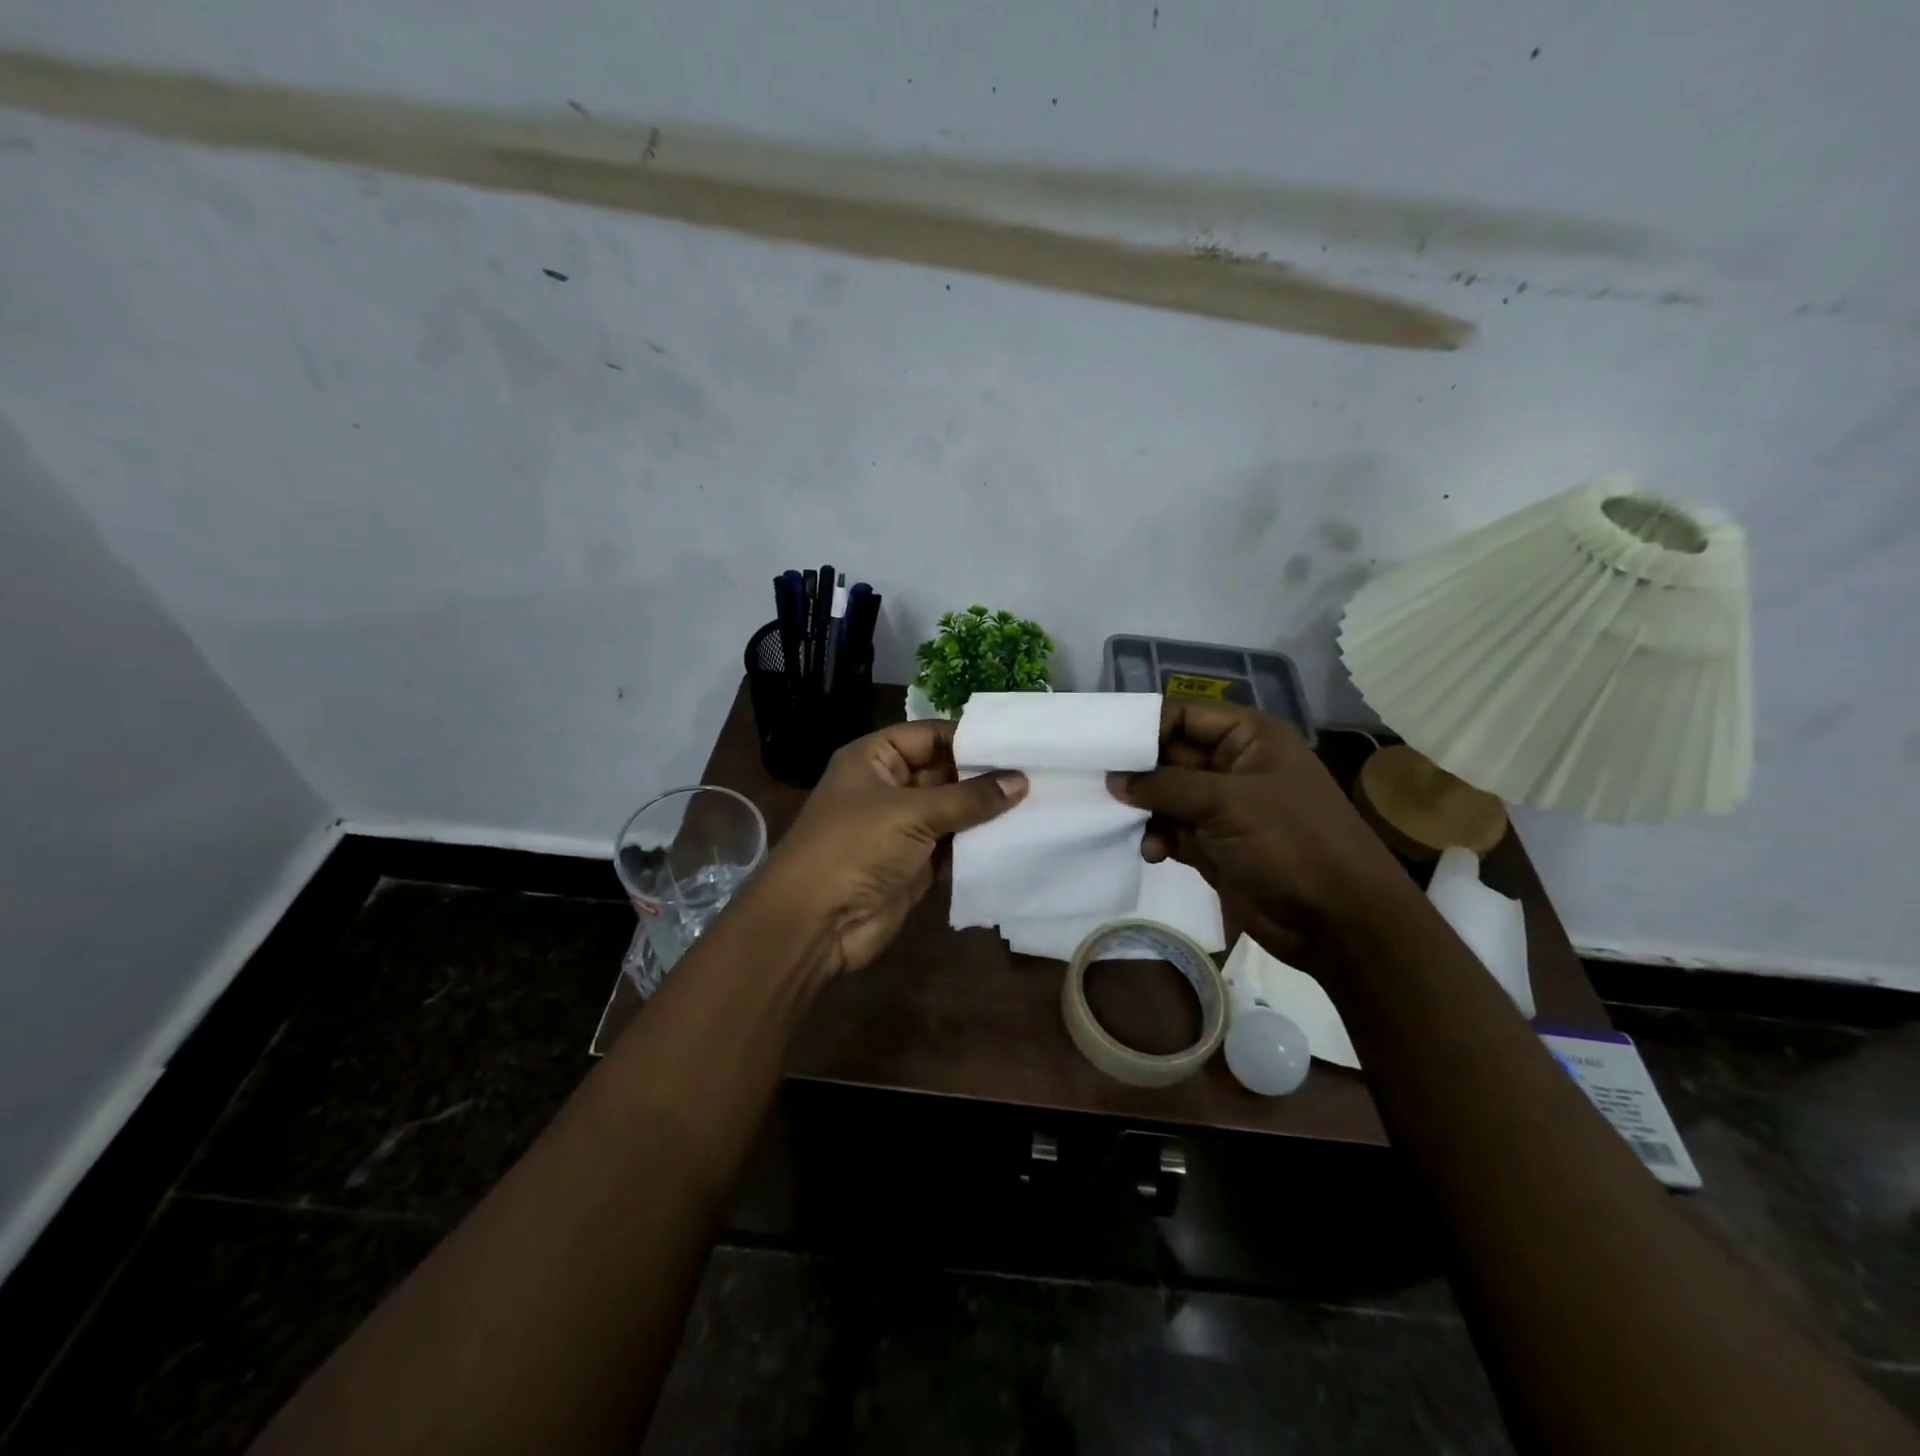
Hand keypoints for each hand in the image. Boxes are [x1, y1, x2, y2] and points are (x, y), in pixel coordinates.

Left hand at [752, 720, 1026, 978]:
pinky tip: (1019, 837)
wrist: (815, 922)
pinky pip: (953, 846)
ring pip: (952, 811)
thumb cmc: (856, 847)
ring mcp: (902, 828)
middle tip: (1040, 772)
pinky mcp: (915, 865)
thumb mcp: (912, 812)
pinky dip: (979, 845)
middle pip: (944, 772)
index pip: (929, 735)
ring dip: (987, 811)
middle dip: (986, 775)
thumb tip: (1021, 780)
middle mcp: (888, 788)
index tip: (1019, 741)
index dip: (970, 737)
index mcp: (875, 759)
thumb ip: (969, 797)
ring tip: (1040, 801)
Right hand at [1108, 701, 1413, 966]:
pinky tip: (1152, 853)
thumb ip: (1166, 786)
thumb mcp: (1226, 802)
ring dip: (1143, 809)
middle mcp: (1233, 766)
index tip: (1102, 745)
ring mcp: (1222, 808)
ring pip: (1165, 795)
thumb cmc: (1289, 843)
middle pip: (1169, 755)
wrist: (1337, 922)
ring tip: (1120, 821)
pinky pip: (1171, 830)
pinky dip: (1156, 838)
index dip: (1144, 727)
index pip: (1184, 716)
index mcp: (1248, 737)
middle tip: (1096, 783)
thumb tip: (1115, 779)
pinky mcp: (1213, 845)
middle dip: (1137, 771)